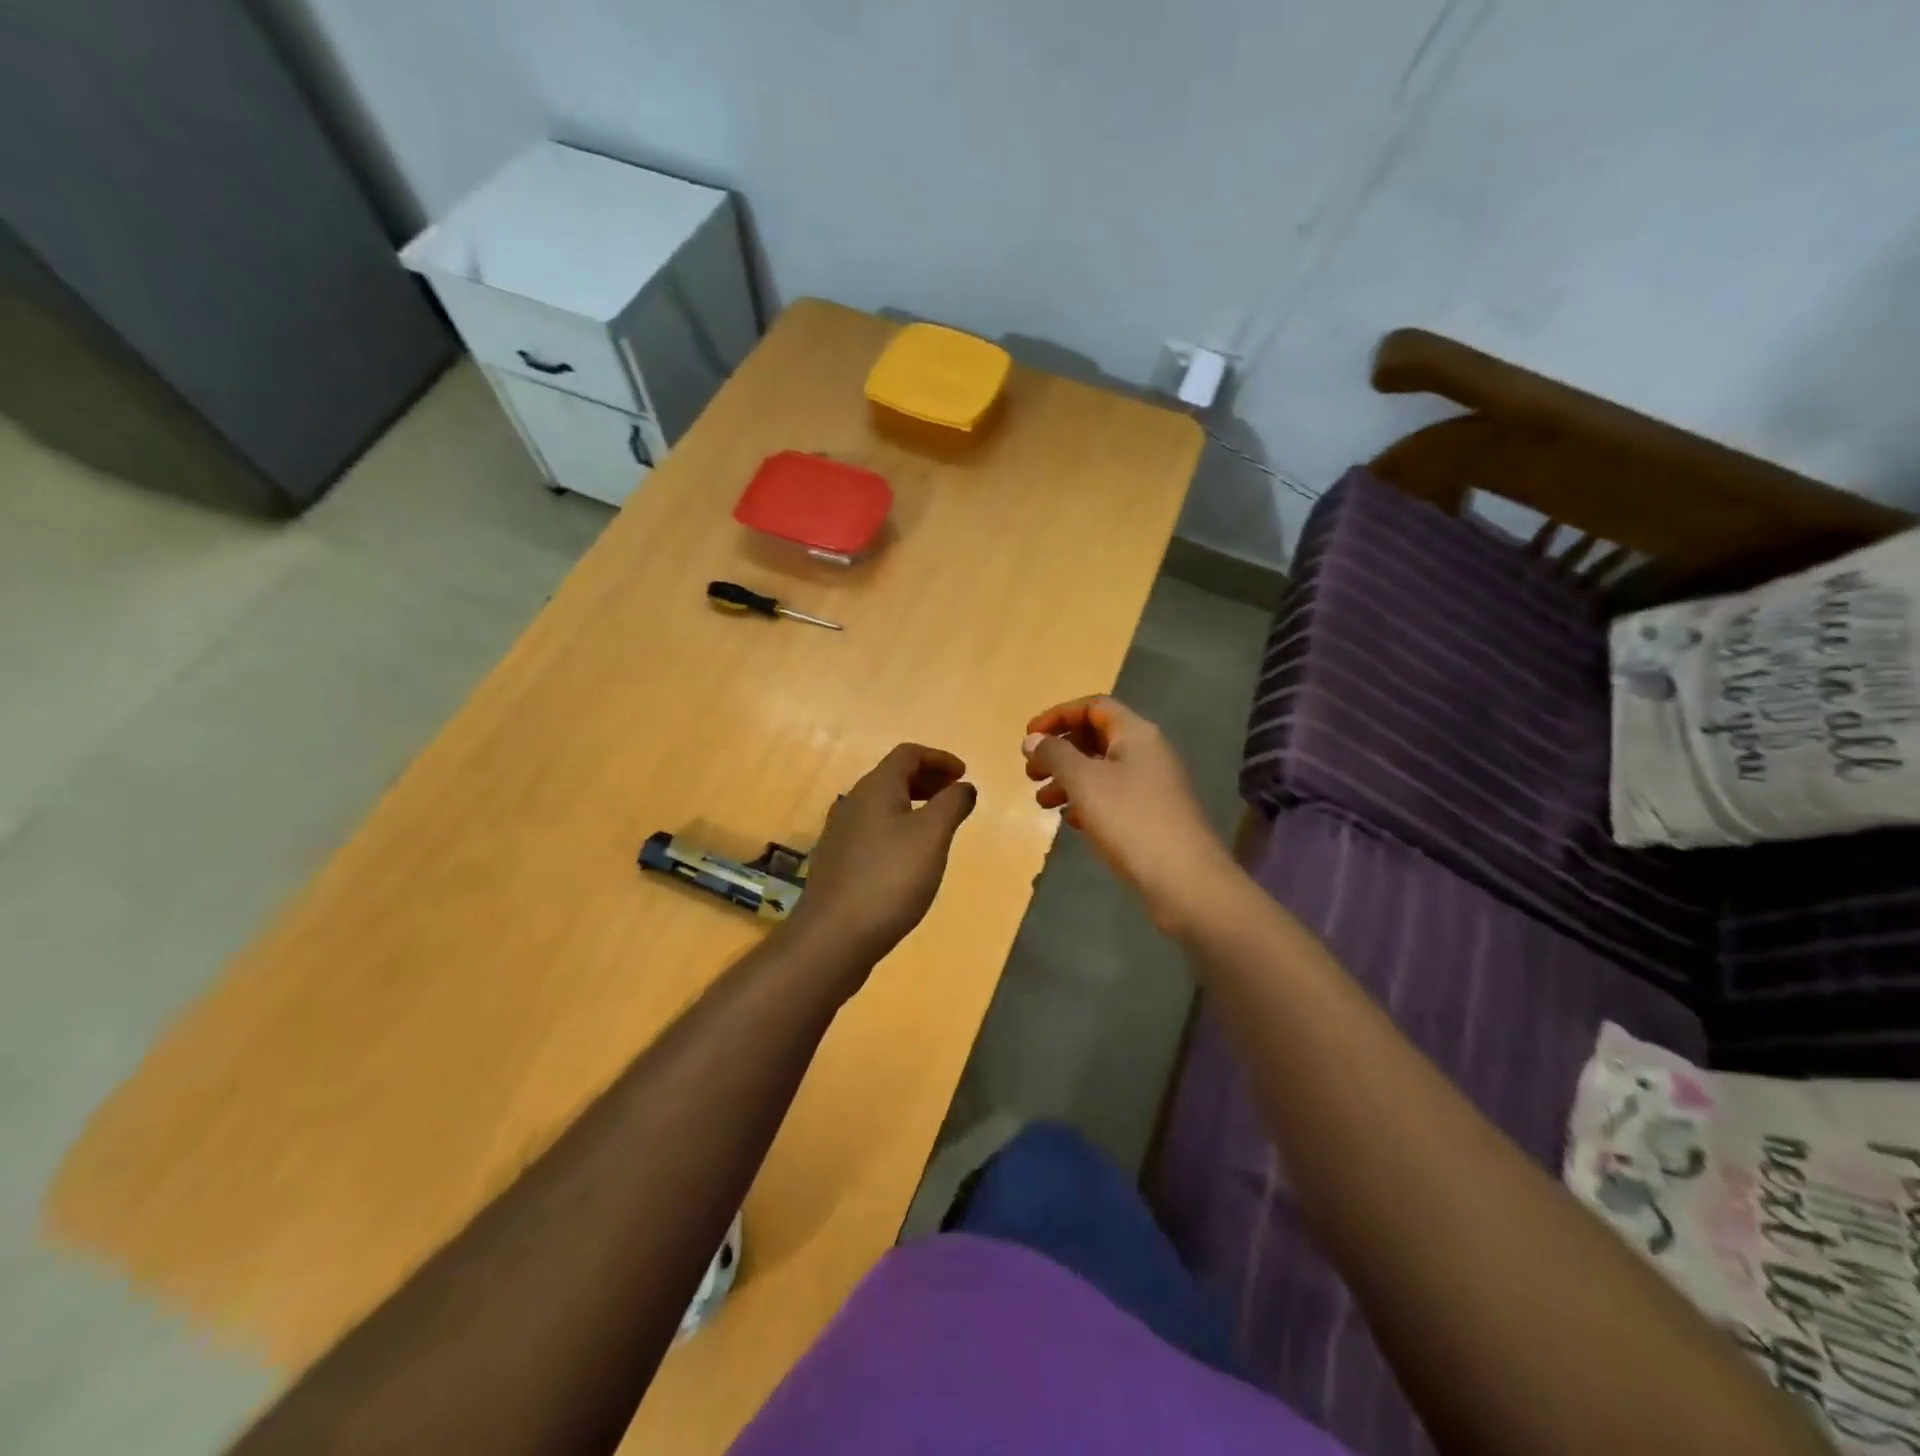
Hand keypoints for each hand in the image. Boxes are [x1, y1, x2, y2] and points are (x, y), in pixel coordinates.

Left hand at [784, 744, 977, 979]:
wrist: (834, 935)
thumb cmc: (890, 878)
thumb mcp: (932, 836)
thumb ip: (952, 804)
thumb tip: (964, 786)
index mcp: (875, 788)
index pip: (908, 754)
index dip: (939, 758)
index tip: (964, 775)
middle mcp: (853, 802)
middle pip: (893, 776)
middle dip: (928, 779)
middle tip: (955, 796)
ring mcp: (840, 833)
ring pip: (882, 805)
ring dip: (913, 804)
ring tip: (938, 826)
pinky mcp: (838, 861)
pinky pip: (873, 829)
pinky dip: (898, 828)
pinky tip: (910, 856)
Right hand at [1023, 697, 1230, 934]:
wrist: (1184, 881)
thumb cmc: (1130, 820)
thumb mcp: (1084, 781)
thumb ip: (1055, 754)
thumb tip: (1034, 739)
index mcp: (1135, 734)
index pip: (1093, 707)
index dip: (1058, 716)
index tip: (1028, 737)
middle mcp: (1147, 753)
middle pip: (1096, 737)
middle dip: (1059, 751)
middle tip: (1030, 772)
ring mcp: (1152, 786)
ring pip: (1101, 770)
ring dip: (1068, 780)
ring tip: (1041, 802)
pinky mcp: (1151, 816)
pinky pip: (1112, 797)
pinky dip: (1086, 802)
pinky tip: (1069, 821)